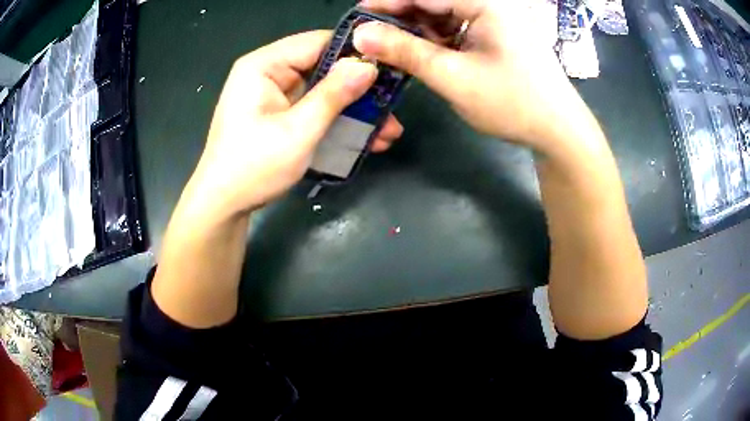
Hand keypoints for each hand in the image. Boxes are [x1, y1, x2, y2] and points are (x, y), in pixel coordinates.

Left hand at [187, 30, 403, 219]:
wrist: (224, 206)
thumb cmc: (253, 168)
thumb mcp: (298, 131)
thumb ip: (333, 95)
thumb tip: (368, 66)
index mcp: (264, 65)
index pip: (318, 42)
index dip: (355, 52)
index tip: (390, 68)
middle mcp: (268, 72)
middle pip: (323, 66)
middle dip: (359, 88)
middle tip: (393, 104)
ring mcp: (273, 94)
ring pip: (322, 89)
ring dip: (352, 109)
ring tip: (388, 130)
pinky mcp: (278, 114)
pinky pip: (313, 107)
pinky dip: (336, 120)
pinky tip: (366, 138)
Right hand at [356, 0, 582, 152]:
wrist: (558, 131)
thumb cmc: (513, 103)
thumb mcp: (454, 77)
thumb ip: (406, 52)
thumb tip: (361, 35)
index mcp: (487, 3)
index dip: (389, 2)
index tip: (358, 14)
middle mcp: (492, 5)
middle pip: (437, 2)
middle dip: (403, 17)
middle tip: (372, 36)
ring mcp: (496, 20)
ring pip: (446, 16)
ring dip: (419, 30)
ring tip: (393, 48)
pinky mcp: (497, 36)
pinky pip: (459, 29)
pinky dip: (437, 40)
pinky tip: (422, 53)